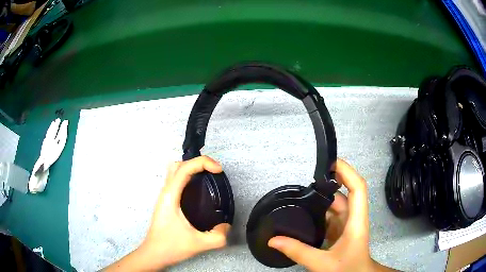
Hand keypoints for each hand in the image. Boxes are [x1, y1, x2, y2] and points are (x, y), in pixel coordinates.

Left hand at [105, 156, 229, 270]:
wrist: (154, 253)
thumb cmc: (171, 246)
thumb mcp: (199, 244)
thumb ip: (218, 236)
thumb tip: (226, 225)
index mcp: (171, 196)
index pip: (184, 168)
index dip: (203, 162)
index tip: (218, 170)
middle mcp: (166, 192)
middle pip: (178, 164)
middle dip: (197, 162)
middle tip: (213, 172)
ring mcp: (164, 196)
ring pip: (175, 171)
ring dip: (191, 168)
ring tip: (207, 177)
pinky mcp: (166, 201)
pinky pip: (175, 180)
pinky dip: (187, 177)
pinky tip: (198, 190)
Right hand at [268, 159, 391, 271]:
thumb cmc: (348, 269)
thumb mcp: (322, 264)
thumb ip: (298, 252)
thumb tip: (273, 240)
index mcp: (356, 221)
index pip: (358, 188)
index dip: (347, 172)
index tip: (330, 162)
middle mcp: (353, 219)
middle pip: (345, 194)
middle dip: (329, 184)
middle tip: (306, 182)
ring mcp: (347, 225)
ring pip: (336, 205)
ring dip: (322, 199)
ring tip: (301, 196)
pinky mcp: (340, 232)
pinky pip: (330, 217)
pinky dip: (319, 213)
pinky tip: (305, 214)